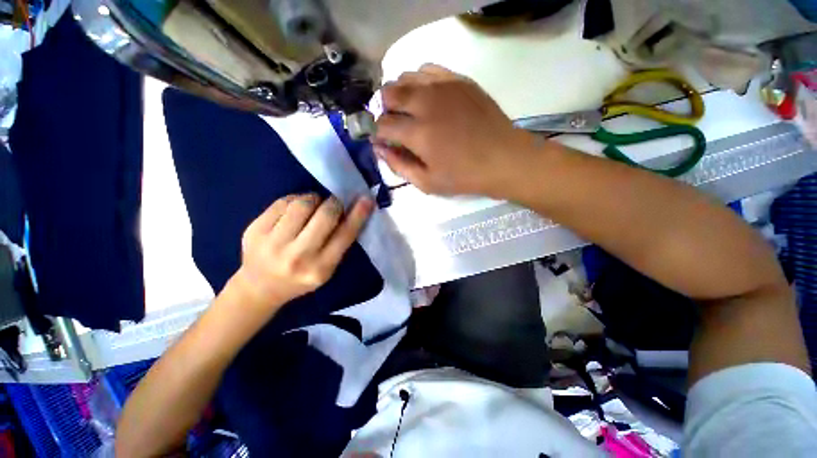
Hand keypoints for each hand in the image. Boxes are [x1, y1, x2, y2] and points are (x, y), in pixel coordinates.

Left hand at [232, 194, 373, 316]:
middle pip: (325, 216)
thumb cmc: (300, 278)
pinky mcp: (254, 231)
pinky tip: (296, 208)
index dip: (358, 215)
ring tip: (314, 205)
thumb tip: (349, 211)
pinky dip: (295, 200)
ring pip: (302, 205)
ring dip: (314, 199)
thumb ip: (338, 244)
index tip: (366, 200)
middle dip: (334, 204)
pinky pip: (282, 203)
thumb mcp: (326, 269)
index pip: (345, 235)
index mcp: (320, 269)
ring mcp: (272, 244)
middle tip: (334, 203)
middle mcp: (297, 257)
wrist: (259, 288)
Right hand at [373, 64, 534, 196]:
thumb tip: (379, 149)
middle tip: (394, 124)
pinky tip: (426, 96)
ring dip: (400, 93)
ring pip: (406, 76)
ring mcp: (444, 87)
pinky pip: (428, 69)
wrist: (503, 159)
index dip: (377, 132)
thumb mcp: (427, 183)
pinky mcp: (459, 80)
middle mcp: (426, 103)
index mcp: (417, 133)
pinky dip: (419, 81)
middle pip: (388, 93)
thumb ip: (399, 165)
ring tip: (409, 110)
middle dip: (384, 109)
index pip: (382, 124)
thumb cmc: (464, 176)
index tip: (382, 140)